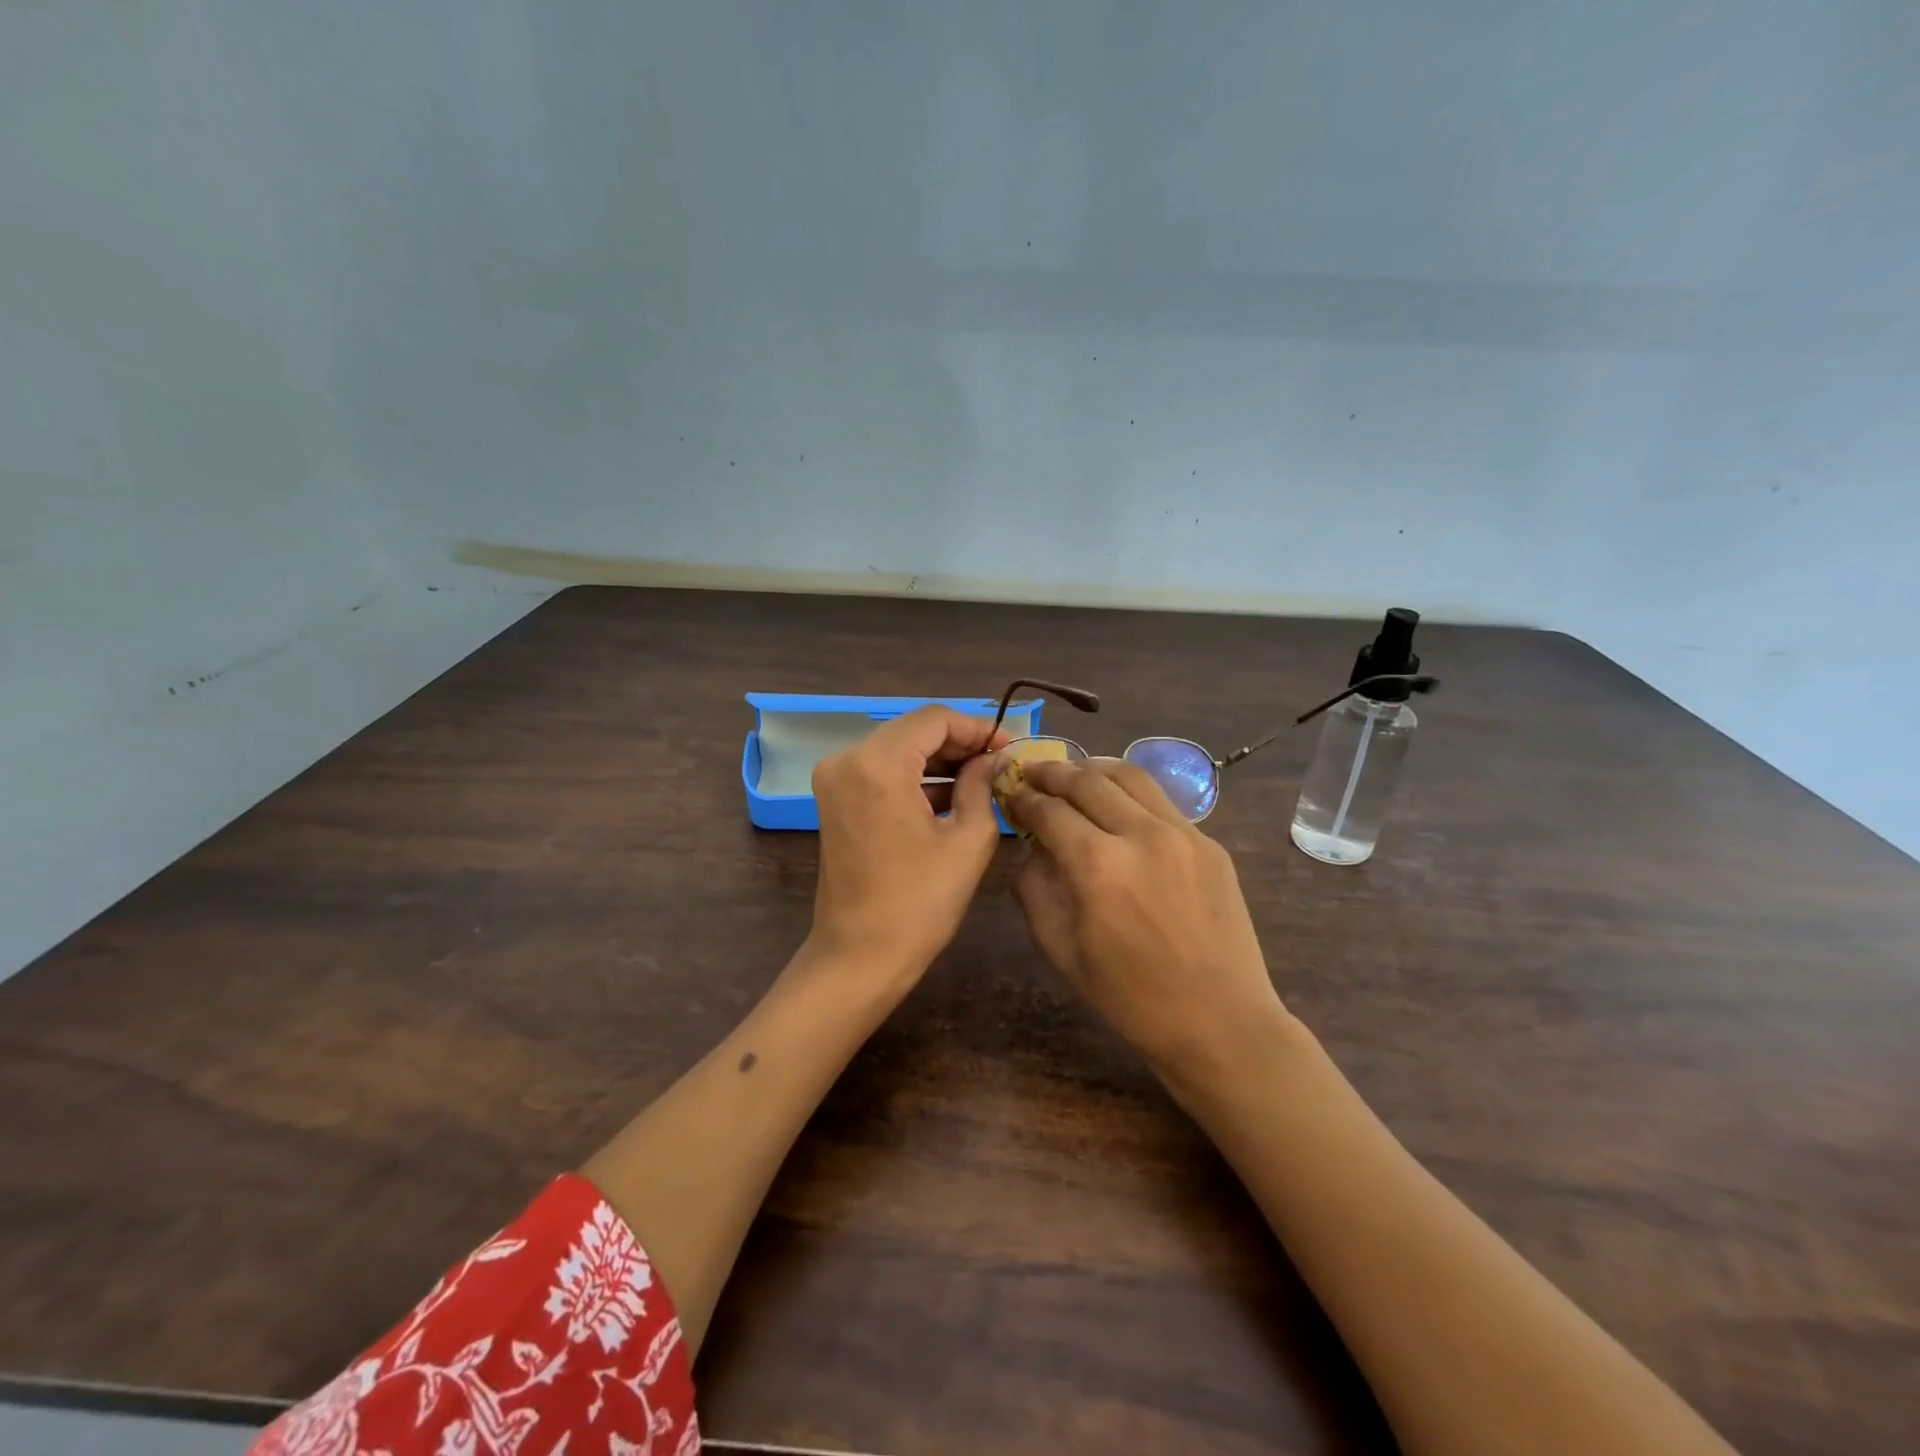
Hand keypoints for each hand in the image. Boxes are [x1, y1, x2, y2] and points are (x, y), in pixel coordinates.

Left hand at [807, 705, 1010, 993]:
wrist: (859, 957)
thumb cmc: (919, 903)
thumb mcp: (967, 840)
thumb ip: (982, 785)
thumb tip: (994, 758)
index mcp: (878, 764)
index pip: (935, 719)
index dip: (977, 727)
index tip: (1010, 746)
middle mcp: (847, 759)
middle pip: (914, 730)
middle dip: (960, 743)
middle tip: (1001, 762)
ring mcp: (836, 778)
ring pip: (899, 748)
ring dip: (939, 760)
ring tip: (984, 778)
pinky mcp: (835, 798)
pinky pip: (882, 771)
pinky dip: (916, 777)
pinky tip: (952, 794)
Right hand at [1004, 758, 1288, 1083]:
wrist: (1221, 1022)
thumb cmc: (1132, 999)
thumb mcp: (1063, 952)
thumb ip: (1035, 891)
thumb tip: (1031, 851)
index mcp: (1098, 867)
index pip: (1049, 811)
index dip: (1024, 799)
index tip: (1010, 794)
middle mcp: (1141, 835)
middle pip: (1087, 781)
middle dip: (1052, 772)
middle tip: (1032, 771)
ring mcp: (1182, 833)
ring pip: (1129, 775)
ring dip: (1093, 768)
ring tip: (1073, 773)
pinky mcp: (1209, 842)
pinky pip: (1160, 801)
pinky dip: (1129, 792)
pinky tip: (1118, 804)